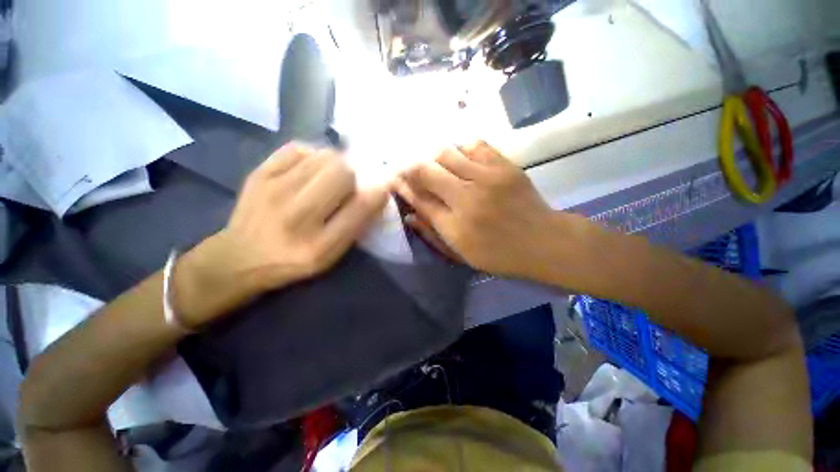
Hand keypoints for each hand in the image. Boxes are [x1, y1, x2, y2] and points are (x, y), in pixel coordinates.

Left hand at [176, 144, 387, 326]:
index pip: (360, 207)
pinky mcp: (257, 174)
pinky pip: (298, 149)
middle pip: (342, 172)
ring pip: (323, 156)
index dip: (379, 190)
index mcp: (319, 245)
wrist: (239, 257)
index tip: (386, 183)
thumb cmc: (292, 260)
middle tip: (346, 186)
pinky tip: (307, 171)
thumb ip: (355, 225)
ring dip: (333, 165)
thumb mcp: (331, 255)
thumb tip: (376, 191)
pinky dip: (311, 156)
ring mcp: (273, 191)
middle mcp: (296, 216)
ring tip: (326, 179)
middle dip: (352, 176)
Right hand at [393, 141, 578, 279]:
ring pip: (447, 153)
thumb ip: (433, 233)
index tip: (396, 180)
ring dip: (434, 158)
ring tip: (436, 166)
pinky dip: (461, 149)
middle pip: (427, 171)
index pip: (419, 199)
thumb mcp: (461, 254)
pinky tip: (460, 158)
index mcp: (455, 226)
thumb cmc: (499, 255)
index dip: (404, 187)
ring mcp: (488, 178)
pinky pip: (475, 145)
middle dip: (413, 168)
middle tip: (412, 171)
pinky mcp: (505, 166)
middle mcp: (467, 198)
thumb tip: (409, 215)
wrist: (543, 242)